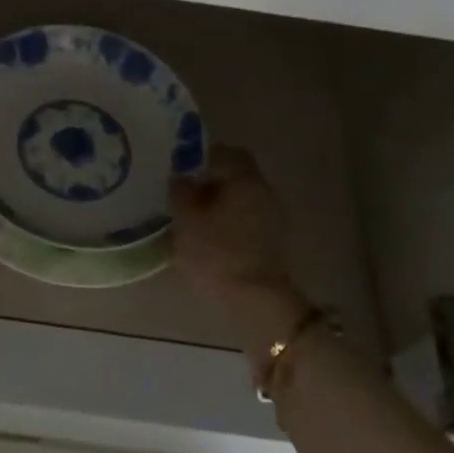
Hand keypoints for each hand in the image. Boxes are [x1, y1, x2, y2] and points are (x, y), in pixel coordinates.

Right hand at [172, 146, 306, 353]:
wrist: (255, 300)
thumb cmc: (216, 253)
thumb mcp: (186, 219)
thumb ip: (181, 191)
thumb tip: (182, 176)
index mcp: (245, 179)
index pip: (226, 152)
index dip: (203, 156)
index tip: (182, 168)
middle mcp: (264, 190)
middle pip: (236, 173)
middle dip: (211, 179)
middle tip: (184, 192)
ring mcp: (272, 215)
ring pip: (242, 196)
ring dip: (220, 201)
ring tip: (193, 215)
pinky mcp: (272, 239)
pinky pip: (247, 216)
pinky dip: (229, 218)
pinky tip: (210, 234)